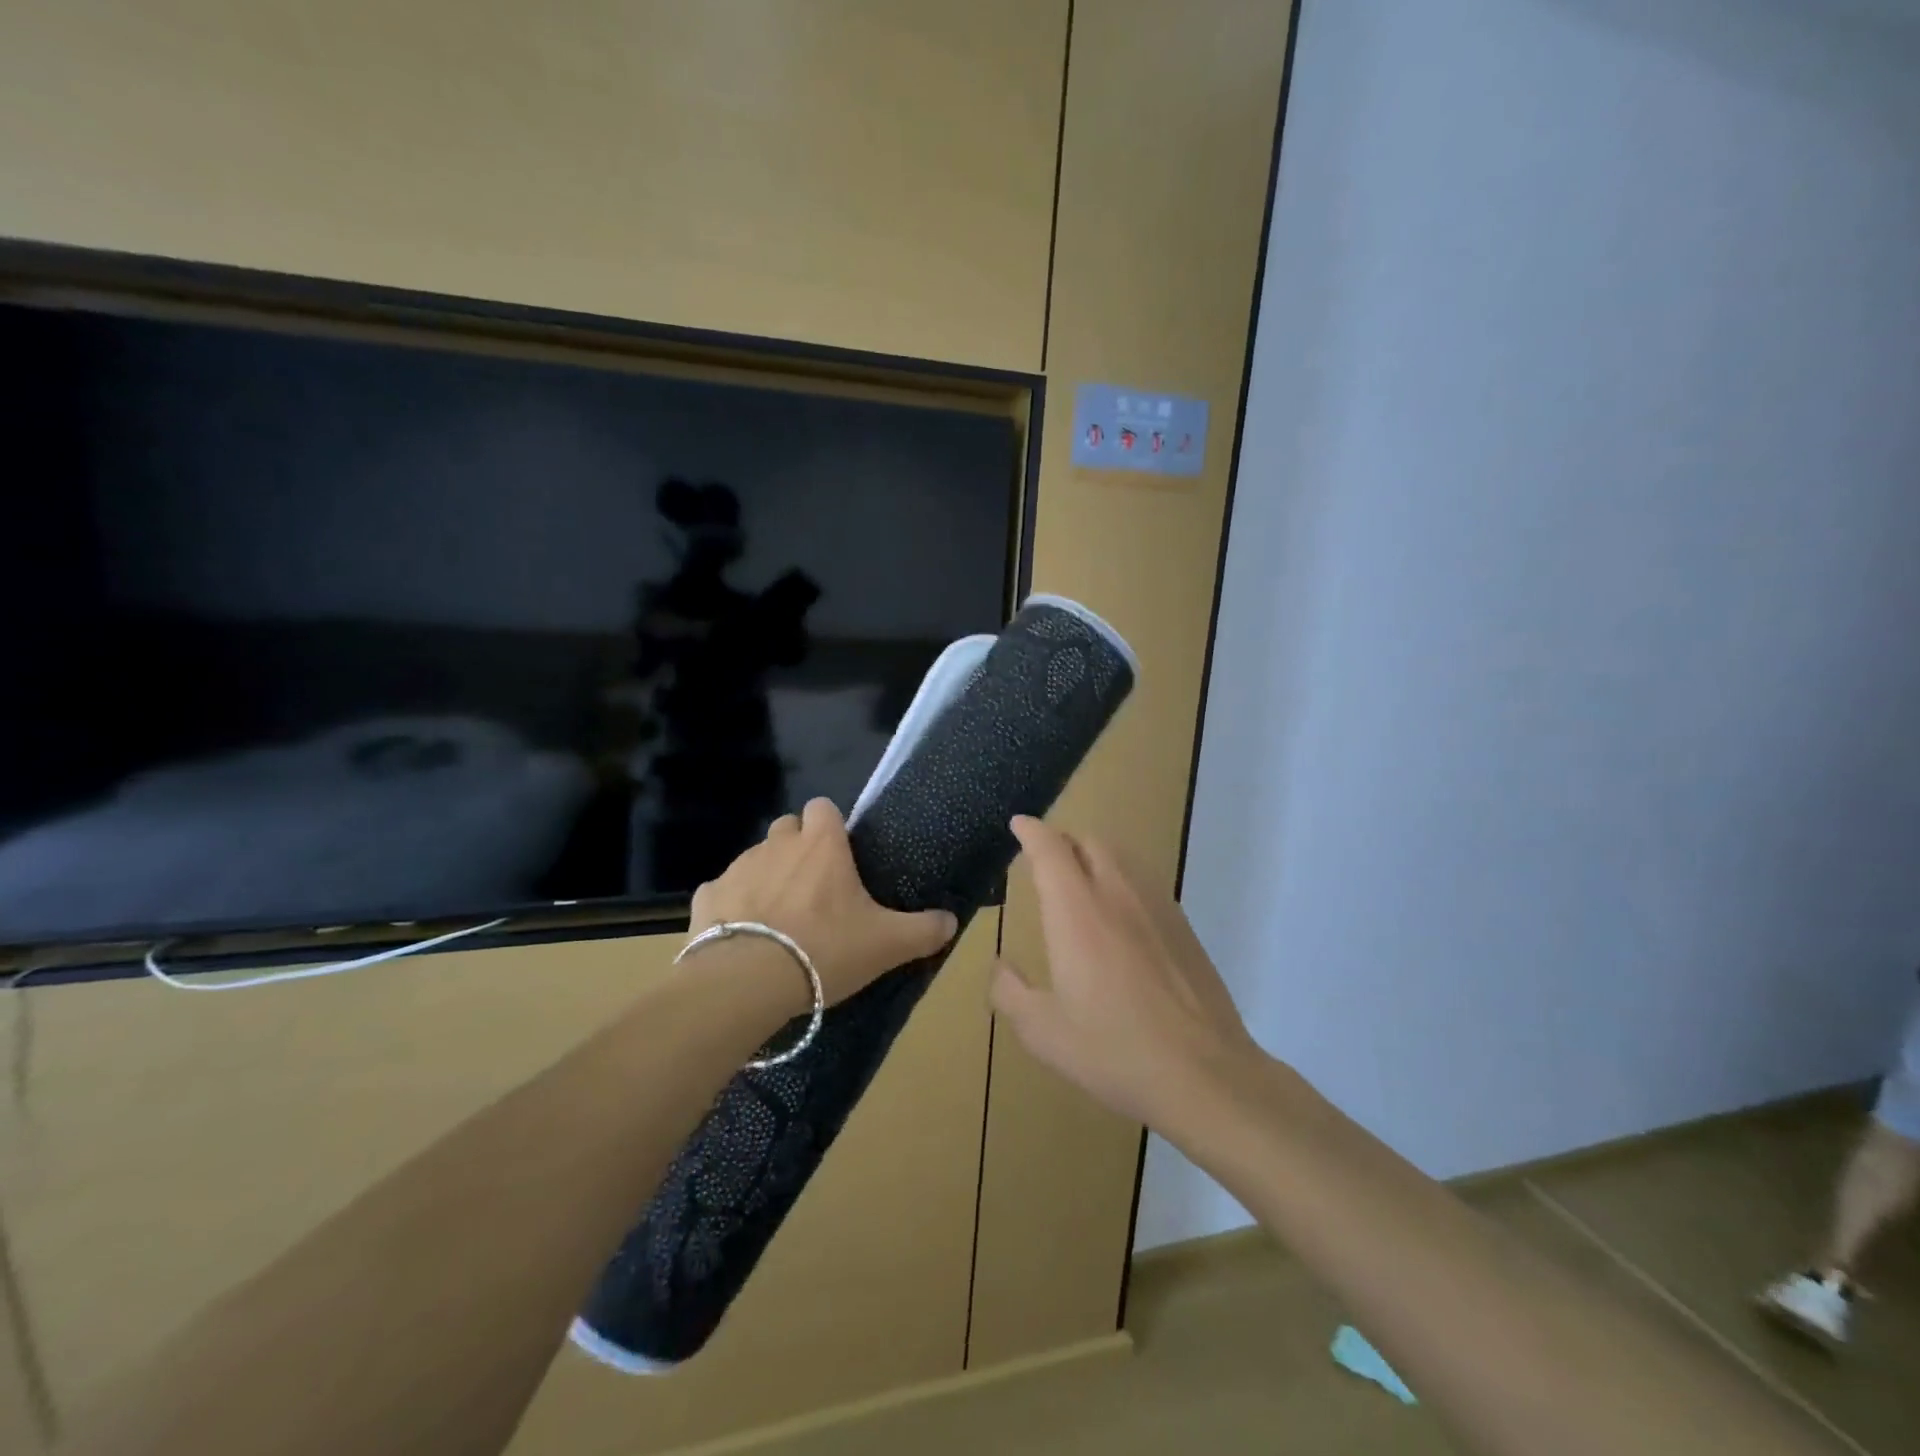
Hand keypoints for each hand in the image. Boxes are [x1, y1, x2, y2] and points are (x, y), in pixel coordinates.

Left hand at [690, 798, 958, 1006]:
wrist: (747, 982)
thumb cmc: (824, 949)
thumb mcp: (887, 944)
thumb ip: (924, 930)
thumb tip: (952, 921)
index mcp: (821, 845)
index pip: (823, 807)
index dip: (830, 826)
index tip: (839, 854)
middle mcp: (777, 844)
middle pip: (787, 829)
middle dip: (797, 848)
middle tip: (813, 888)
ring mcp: (738, 868)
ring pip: (755, 859)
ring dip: (767, 878)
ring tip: (778, 919)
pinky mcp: (707, 897)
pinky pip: (722, 892)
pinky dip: (732, 907)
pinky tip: (740, 937)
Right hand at [990, 815, 1264, 1131]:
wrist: (1205, 1074)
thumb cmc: (1114, 1050)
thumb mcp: (1043, 1032)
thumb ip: (1010, 992)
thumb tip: (1001, 966)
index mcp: (1077, 911)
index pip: (1051, 849)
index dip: (1032, 831)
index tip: (1018, 824)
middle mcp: (1117, 894)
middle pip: (1089, 841)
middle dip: (1062, 841)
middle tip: (1044, 860)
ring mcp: (1157, 906)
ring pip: (1122, 857)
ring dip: (1094, 857)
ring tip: (1080, 883)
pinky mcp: (1183, 926)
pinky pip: (1145, 882)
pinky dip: (1122, 880)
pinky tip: (1120, 917)